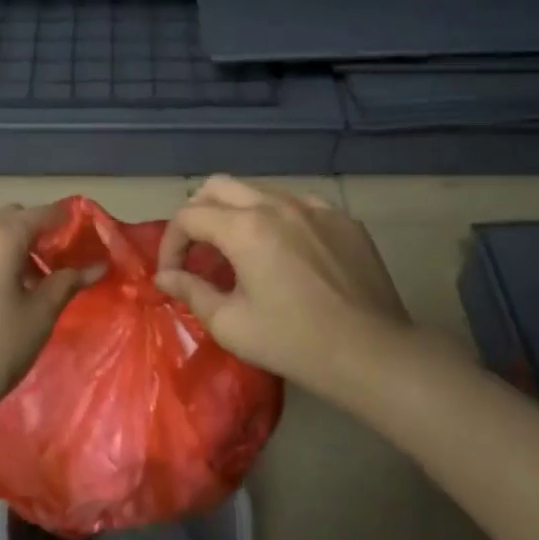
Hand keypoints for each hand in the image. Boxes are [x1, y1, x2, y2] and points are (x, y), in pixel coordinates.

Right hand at [156, 176, 448, 404]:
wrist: (373, 353)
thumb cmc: (294, 342)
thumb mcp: (231, 324)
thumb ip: (191, 292)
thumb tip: (166, 277)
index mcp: (245, 228)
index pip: (189, 216)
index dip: (171, 243)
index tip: (173, 274)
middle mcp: (278, 205)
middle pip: (219, 186)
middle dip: (197, 214)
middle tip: (198, 251)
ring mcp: (315, 208)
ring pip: (259, 191)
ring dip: (236, 214)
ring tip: (238, 253)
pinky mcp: (343, 219)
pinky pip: (298, 205)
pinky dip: (277, 220)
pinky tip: (286, 254)